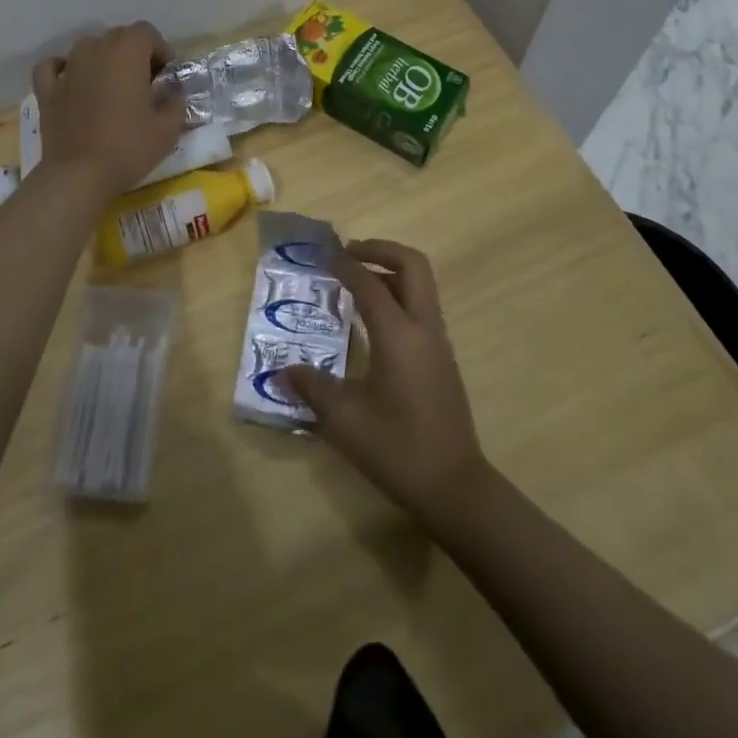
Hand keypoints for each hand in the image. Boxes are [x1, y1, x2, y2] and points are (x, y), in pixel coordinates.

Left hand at [33, 24, 184, 202]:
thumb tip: (171, 92)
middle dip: (134, 53)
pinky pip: (52, 66)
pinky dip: (63, 68)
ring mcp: (67, 69)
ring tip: (112, 84)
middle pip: (118, 36)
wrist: (79, 176)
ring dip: (103, 57)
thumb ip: (176, 102)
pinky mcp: (47, 90)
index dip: (160, 49)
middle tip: (144, 83)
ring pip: (88, 46)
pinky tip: (71, 80)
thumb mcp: (168, 129)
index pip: (146, 32)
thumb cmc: (128, 148)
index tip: (165, 76)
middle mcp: (95, 52)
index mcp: (126, 54)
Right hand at [277, 239, 491, 528]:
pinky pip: (421, 306)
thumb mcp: (346, 422)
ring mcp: (438, 342)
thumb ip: (312, 389)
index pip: (370, 283)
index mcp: (399, 336)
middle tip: (349, 254)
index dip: (345, 265)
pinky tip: (373, 319)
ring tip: (356, 280)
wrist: (456, 488)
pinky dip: (398, 294)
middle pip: (412, 264)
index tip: (323, 258)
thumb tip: (281, 373)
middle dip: (380, 250)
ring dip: (391, 270)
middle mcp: (423, 328)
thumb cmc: (398, 450)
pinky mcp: (442, 358)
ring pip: (421, 284)